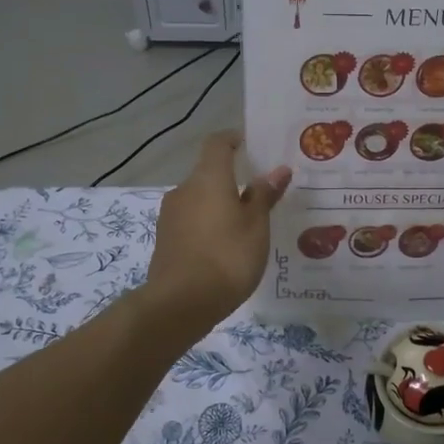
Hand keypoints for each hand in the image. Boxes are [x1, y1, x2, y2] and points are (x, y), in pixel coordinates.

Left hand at [142, 131, 290, 337]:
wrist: (181, 303)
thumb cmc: (227, 256)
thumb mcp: (256, 226)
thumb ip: (265, 195)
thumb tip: (277, 169)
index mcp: (208, 178)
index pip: (217, 144)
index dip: (233, 140)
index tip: (251, 145)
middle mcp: (184, 190)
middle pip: (208, 174)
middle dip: (232, 180)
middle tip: (260, 195)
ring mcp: (170, 216)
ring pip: (200, 200)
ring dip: (220, 205)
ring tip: (246, 225)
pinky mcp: (165, 240)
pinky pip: (192, 222)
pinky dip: (208, 225)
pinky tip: (226, 247)